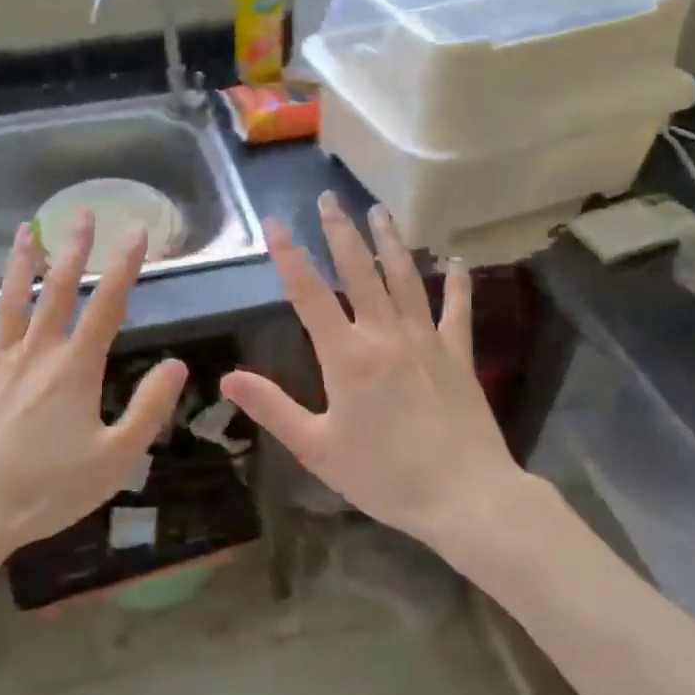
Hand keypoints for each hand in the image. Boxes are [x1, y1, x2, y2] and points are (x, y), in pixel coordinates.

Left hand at [0, 213, 186, 563]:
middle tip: (82, 213)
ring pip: (10, 303)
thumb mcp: (115, 458)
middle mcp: (36, 353)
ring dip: (20, 265)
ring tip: (25, 230)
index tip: (136, 231)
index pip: (107, 305)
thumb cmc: (46, 490)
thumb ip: (149, 408)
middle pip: (57, 291)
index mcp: (75, 368)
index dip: (124, 266)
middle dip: (73, 250)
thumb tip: (177, 364)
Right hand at [220, 193, 517, 546]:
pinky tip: (457, 262)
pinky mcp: (459, 355)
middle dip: (341, 232)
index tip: (276, 223)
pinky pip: (457, 312)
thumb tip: (228, 377)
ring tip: (380, 210)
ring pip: (406, 279)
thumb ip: (272, 408)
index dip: (290, 256)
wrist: (466, 497)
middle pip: (360, 272)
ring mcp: (427, 341)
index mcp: (347, 356)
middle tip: (329, 197)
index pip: (310, 295)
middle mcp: (385, 335)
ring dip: (391, 242)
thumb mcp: (317, 449)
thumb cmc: (385, 476)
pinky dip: (457, 285)